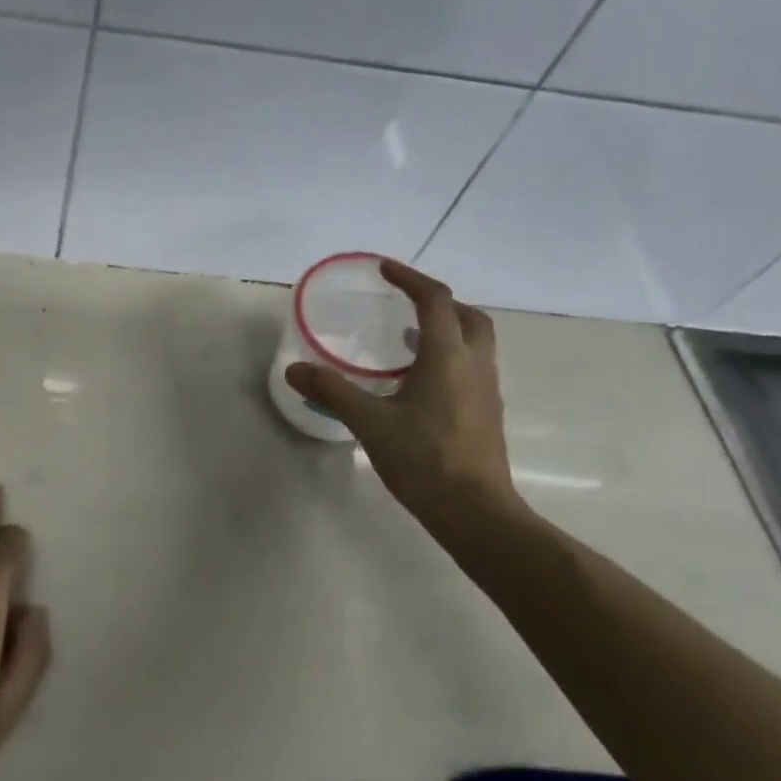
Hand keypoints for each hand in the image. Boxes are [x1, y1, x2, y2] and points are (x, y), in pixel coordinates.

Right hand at [285, 261, 520, 536]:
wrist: (476, 511)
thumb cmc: (424, 459)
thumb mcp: (370, 423)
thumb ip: (333, 391)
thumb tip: (294, 369)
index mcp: (448, 356)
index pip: (435, 300)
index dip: (410, 278)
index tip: (384, 269)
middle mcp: (474, 365)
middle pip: (466, 316)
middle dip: (437, 302)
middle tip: (404, 304)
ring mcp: (486, 390)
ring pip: (474, 342)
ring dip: (445, 329)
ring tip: (406, 340)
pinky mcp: (486, 413)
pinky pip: (471, 367)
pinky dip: (448, 357)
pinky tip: (418, 383)